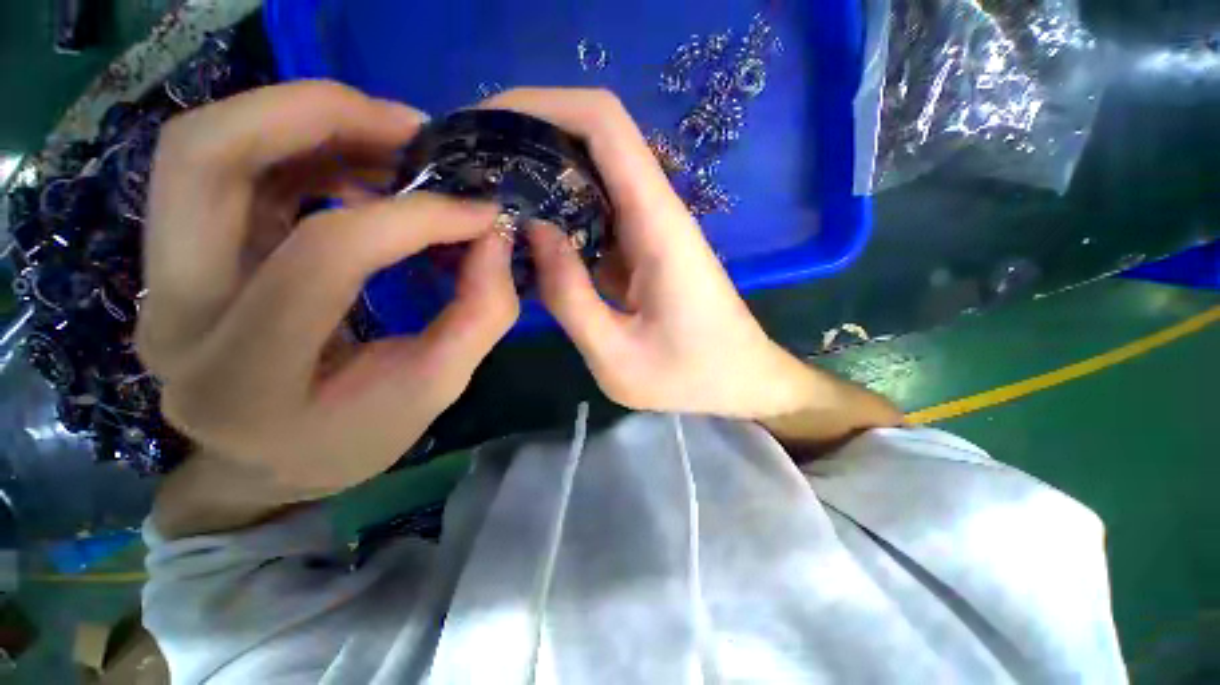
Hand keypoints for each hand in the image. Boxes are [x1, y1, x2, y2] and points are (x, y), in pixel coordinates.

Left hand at [137, 81, 518, 496]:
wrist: (265, 462)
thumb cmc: (353, 439)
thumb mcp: (437, 389)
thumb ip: (480, 314)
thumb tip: (494, 235)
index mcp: (246, 375)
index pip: (325, 255)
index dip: (415, 217)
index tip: (480, 211)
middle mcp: (175, 314)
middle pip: (208, 157)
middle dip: (317, 113)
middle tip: (413, 127)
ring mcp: (160, 277)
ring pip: (206, 146)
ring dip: (309, 121)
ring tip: (395, 142)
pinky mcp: (178, 255)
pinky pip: (228, 169)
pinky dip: (302, 147)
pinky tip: (363, 167)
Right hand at [481, 89, 819, 419]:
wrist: (741, 379)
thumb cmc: (690, 376)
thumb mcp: (618, 356)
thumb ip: (570, 297)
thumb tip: (532, 232)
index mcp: (657, 225)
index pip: (604, 124)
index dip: (541, 105)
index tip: (483, 124)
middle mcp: (656, 212)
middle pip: (593, 139)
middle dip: (528, 138)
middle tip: (470, 169)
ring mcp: (651, 230)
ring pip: (593, 177)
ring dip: (541, 177)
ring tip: (486, 200)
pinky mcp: (645, 250)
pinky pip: (598, 216)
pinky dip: (560, 216)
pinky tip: (528, 239)